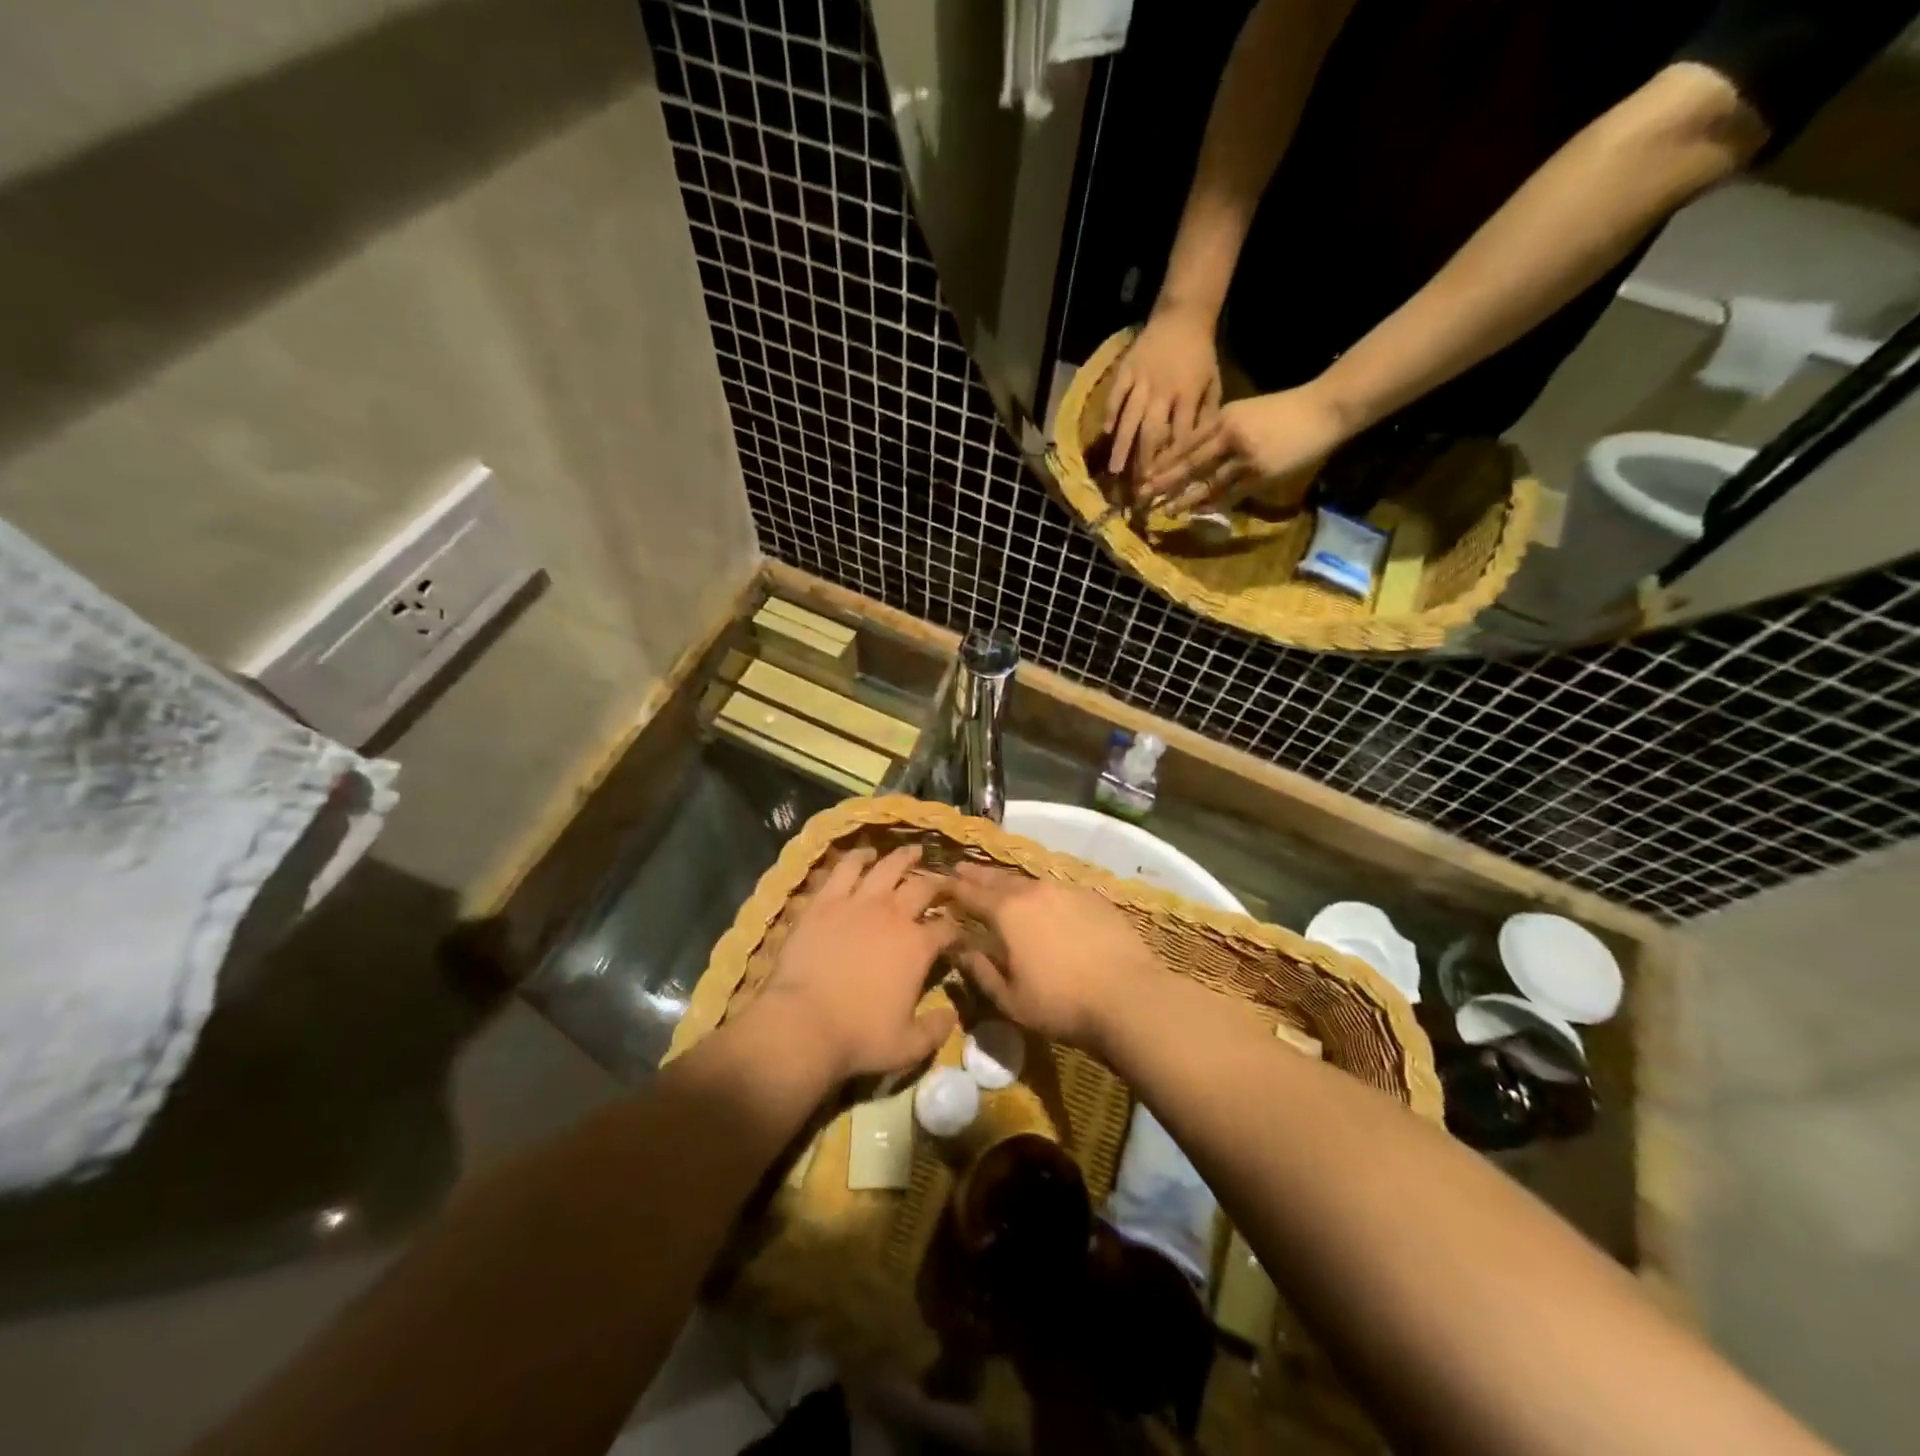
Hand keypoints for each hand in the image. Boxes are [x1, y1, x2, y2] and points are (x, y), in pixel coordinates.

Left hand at [752, 846, 958, 1081]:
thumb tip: (952, 1016)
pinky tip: (864, 853)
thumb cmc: (858, 1037)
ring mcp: (858, 902)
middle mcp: (893, 915)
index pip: (947, 928)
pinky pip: (845, 869)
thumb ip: (935, 1030)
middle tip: (943, 880)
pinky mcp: (825, 901)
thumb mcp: (908, 1047)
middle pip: (922, 887)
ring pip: (887, 867)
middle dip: (937, 882)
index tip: (958, 930)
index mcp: (918, 946)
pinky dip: (858, 857)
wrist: (803, 1024)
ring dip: (903, 857)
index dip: (956, 927)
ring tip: (912, 850)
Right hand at [946, 865, 1160, 1052]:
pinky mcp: (1093, 898)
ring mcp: (1066, 890)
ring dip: (1010, 882)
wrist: (1128, 995)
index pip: (970, 894)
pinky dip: (1042, 892)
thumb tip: (958, 949)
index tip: (940, 881)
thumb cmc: (1061, 1003)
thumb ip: (980, 970)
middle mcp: (1034, 891)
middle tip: (962, 869)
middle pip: (998, 879)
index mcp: (1007, 912)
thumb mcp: (1010, 999)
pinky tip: (1044, 900)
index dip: (953, 888)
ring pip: (1029, 882)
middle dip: (978, 876)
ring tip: (1000, 883)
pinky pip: (1057, 889)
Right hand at [1102, 305, 1222, 485]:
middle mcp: (1164, 391)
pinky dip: (1110, 414)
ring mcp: (1142, 380)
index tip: (1167, 483)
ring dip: (1122, 446)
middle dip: (1145, 461)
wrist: (1184, 315)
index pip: (1180, 435)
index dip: (1173, 461)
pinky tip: (1104, 433)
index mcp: (1188, 394)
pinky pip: (1116, 395)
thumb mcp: (1213, 382)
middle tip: (1138, 486)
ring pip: (1130, 418)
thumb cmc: (1201, 354)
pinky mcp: (1126, 370)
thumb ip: (1206, 413)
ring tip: (1114, 470)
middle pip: (1152, 432)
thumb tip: (1199, 447)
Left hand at [1139, 382, 1351, 513]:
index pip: (1186, 442)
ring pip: (1207, 482)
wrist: (1324, 409)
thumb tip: (1195, 452)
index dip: (1164, 460)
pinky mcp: (1261, 474)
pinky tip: (1197, 512)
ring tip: (1164, 510)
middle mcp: (1230, 436)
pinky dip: (1212, 504)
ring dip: (1184, 499)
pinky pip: (1230, 494)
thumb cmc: (1285, 410)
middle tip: (1142, 495)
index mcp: (1224, 417)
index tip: (1144, 473)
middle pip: (1189, 463)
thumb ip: (1221, 430)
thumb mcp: (1247, 412)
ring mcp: (1245, 457)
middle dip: (1164, 481)